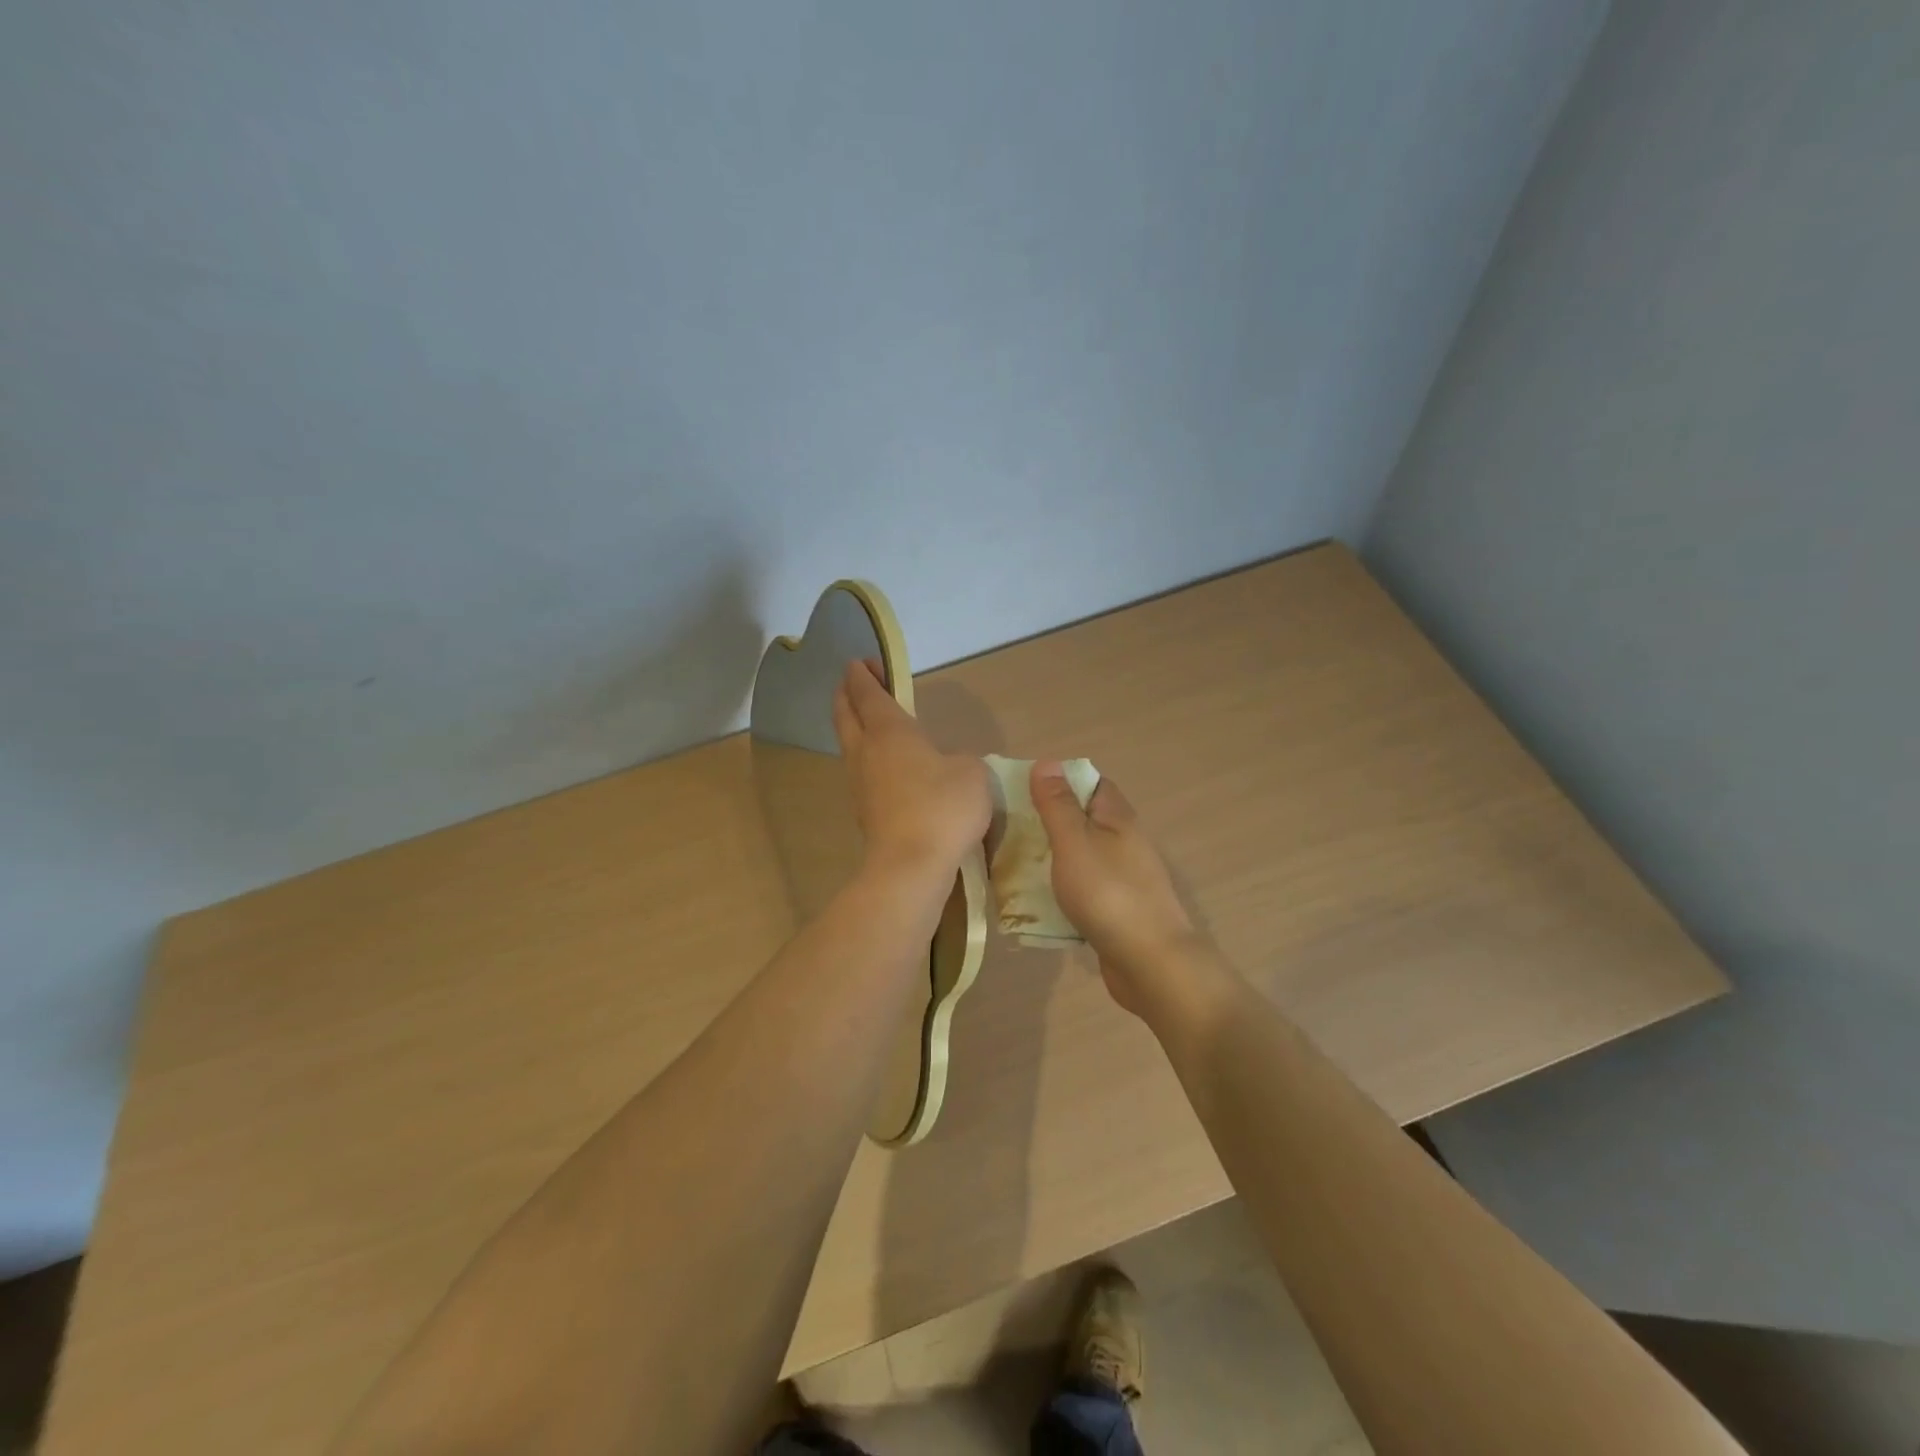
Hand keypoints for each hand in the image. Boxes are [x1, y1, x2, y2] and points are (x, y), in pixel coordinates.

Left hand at [833, 660, 990, 877]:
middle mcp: (866, 751)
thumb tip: (948, 766)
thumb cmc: (942, 807)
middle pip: (845, 714)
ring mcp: (859, 782)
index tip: (861, 662)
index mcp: (890, 731)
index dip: (862, 674)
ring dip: (855, 727)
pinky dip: (867, 757)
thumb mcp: (971, 772)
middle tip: (856, 682)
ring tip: (872, 723)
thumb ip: (960, 759)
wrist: (910, 866)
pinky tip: (886, 766)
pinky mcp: (864, 810)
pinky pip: (860, 771)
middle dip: (847, 694)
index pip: (868, 693)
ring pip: (849, 743)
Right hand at [1029, 762, 1211, 1019]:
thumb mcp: (1074, 841)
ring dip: (1051, 858)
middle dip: (1048, 821)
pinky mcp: (1116, 910)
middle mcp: (1123, 842)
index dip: (1059, 781)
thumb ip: (1058, 805)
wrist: (1151, 963)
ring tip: (1012, 864)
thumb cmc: (1109, 893)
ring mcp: (1122, 878)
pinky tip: (1037, 901)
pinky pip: (1083, 889)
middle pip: (1083, 820)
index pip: (1090, 782)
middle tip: (1008, 829)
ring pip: (1080, 857)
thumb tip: (1047, 762)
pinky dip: (1061, 890)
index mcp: (1117, 818)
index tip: (1021, 790)